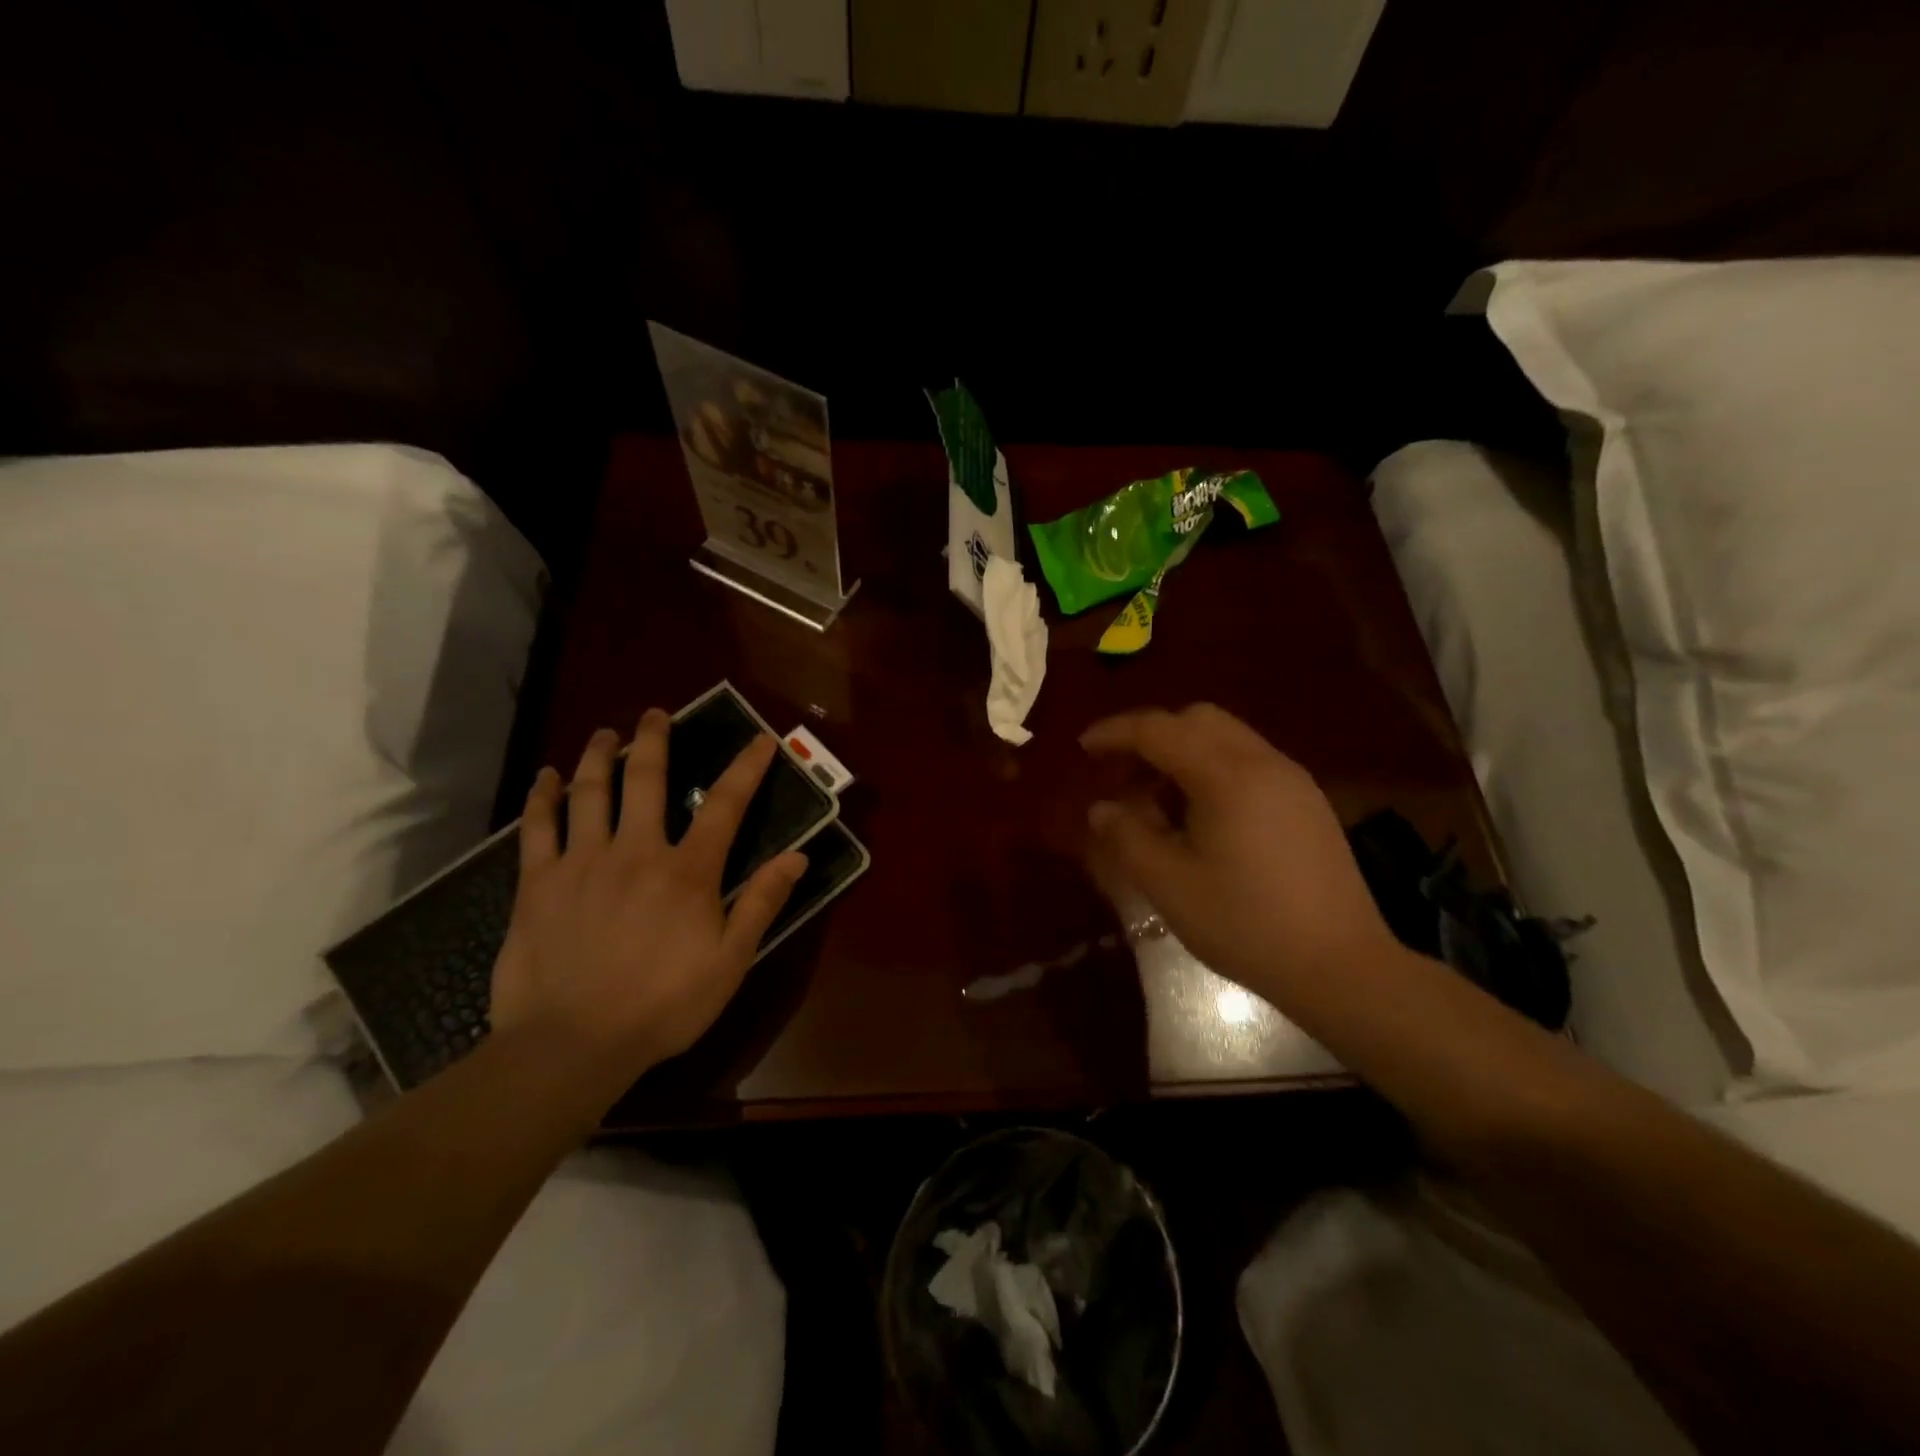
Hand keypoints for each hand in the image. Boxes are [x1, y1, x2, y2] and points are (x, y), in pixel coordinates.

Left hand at [489, 709, 806, 1079]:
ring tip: (604, 733)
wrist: (572, 1045)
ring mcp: (582, 862)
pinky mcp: (538, 883)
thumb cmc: (663, 1005)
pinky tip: (547, 777)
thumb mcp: (730, 961)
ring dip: (599, 755)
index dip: (746, 768)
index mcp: (687, 872)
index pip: (724, 805)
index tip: (760, 740)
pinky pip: (537, 827)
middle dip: (654, 740)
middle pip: (646, 779)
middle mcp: (636, 851)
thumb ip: (762, 903)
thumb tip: (797, 856)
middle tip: (655, 714)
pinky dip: (542, 797)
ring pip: (590, 792)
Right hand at [1081, 704, 1397, 1010]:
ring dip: (1182, 753)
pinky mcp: (1307, 802)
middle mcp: (1263, 762)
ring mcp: (1292, 780)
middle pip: (1197, 719)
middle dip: (1151, 736)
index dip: (1115, 733)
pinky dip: (1212, 769)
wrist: (1341, 966)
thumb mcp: (1170, 885)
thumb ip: (1128, 837)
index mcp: (1226, 775)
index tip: (1083, 748)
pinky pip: (1249, 762)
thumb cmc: (1245, 924)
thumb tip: (1101, 808)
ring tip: (1156, 800)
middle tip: (1121, 775)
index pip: (1159, 729)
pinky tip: (1200, 816)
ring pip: (1226, 738)